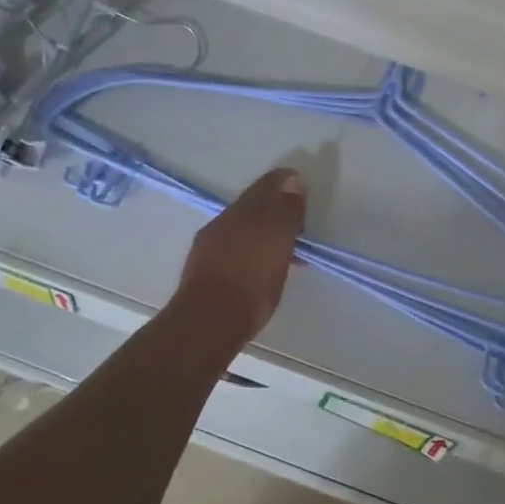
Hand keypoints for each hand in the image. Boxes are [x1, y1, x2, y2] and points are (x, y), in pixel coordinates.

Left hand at [174, 168, 307, 341]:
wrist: (206, 323)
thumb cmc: (251, 281)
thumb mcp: (278, 241)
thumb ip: (286, 210)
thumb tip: (292, 180)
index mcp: (242, 211)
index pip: (267, 185)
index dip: (285, 182)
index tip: (302, 186)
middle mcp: (223, 222)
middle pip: (253, 206)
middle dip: (275, 208)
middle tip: (297, 221)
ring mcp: (209, 246)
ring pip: (242, 229)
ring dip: (264, 233)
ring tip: (284, 251)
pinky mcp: (203, 270)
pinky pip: (234, 250)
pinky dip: (251, 252)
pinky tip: (259, 268)